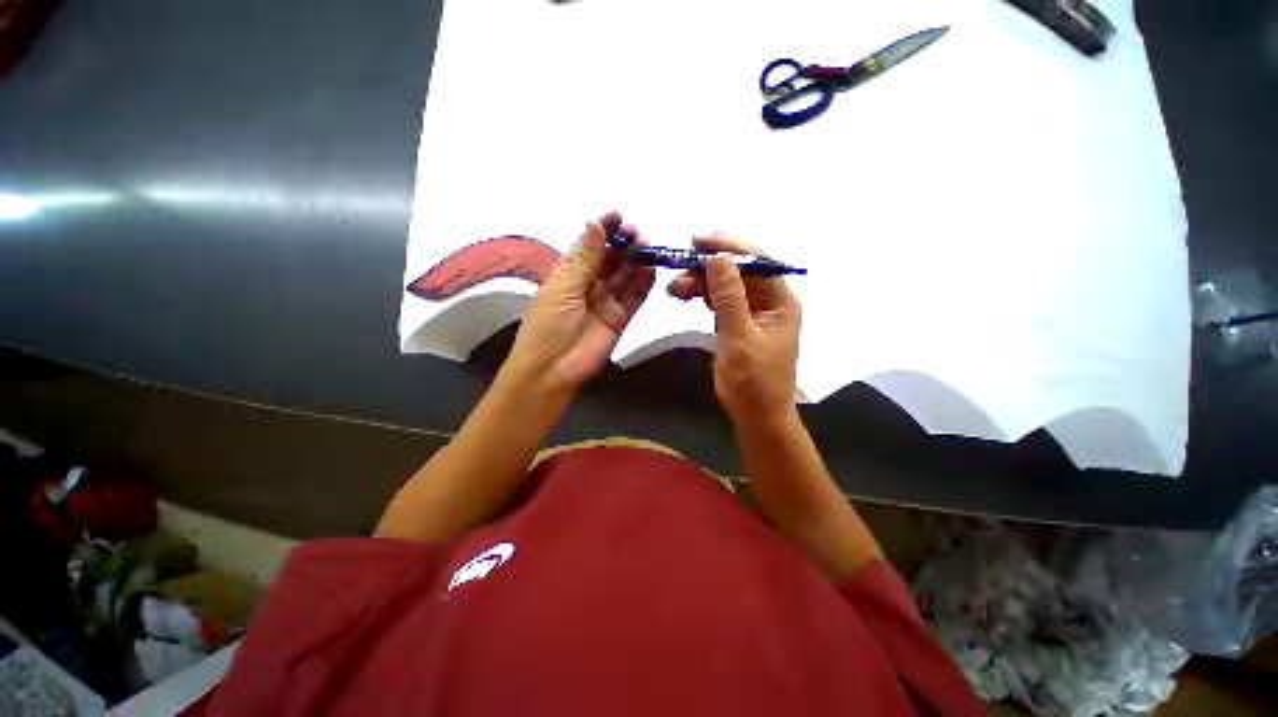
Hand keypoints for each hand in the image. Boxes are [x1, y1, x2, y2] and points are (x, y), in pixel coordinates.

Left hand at [503, 212, 655, 393]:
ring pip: (625, 275)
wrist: (553, 369)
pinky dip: (644, 284)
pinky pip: (634, 297)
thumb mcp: (564, 288)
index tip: (618, 216)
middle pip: (610, 259)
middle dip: (623, 244)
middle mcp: (589, 284)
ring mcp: (606, 302)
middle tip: (637, 234)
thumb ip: (585, 259)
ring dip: (636, 261)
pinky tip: (651, 270)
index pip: (589, 245)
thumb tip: (595, 224)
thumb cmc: (548, 325)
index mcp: (569, 273)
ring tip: (647, 248)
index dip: (603, 230)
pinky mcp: (620, 318)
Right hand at [667, 235, 800, 422]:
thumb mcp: (739, 337)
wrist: (758, 417)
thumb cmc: (753, 382)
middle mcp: (770, 302)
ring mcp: (754, 314)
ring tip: (676, 289)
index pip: (756, 261)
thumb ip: (728, 297)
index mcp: (780, 301)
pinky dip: (704, 297)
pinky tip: (688, 296)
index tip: (696, 242)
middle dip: (708, 268)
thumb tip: (718, 257)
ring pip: (727, 286)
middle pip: (739, 272)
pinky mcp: (740, 326)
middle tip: (678, 271)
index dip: (727, 247)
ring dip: (702, 283)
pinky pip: (721, 303)